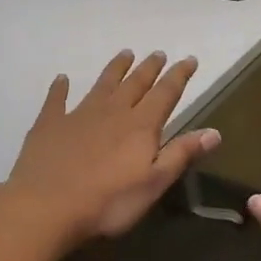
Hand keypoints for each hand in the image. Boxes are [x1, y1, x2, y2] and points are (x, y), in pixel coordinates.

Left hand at [4, 49, 220, 246]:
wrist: (46, 207)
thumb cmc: (108, 203)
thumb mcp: (153, 184)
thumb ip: (181, 154)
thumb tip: (215, 132)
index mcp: (140, 126)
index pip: (166, 93)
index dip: (179, 76)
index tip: (190, 60)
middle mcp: (113, 112)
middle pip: (135, 83)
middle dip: (149, 68)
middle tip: (158, 53)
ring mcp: (78, 115)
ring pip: (102, 85)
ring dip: (115, 69)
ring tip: (125, 54)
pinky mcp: (49, 125)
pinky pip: (57, 100)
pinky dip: (60, 88)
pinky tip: (61, 79)